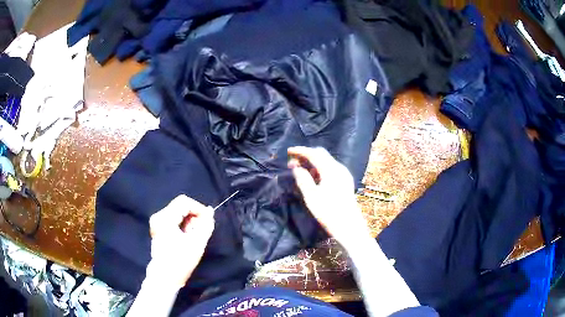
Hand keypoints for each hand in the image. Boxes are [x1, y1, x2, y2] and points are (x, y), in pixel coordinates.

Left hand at [146, 195, 214, 288]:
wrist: (165, 277)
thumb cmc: (181, 261)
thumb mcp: (197, 243)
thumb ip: (205, 225)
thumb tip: (210, 211)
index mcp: (165, 218)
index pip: (184, 202)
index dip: (198, 208)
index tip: (207, 221)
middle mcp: (158, 216)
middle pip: (180, 205)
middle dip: (194, 215)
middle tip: (200, 231)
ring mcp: (157, 221)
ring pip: (178, 211)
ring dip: (189, 220)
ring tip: (194, 235)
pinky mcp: (158, 227)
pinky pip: (174, 218)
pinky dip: (183, 223)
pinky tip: (187, 235)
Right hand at [288, 146, 371, 248]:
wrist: (349, 226)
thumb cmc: (329, 212)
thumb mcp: (311, 197)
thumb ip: (303, 179)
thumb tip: (296, 168)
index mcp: (331, 170)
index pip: (314, 153)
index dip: (300, 151)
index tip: (288, 151)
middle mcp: (339, 168)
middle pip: (321, 154)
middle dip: (306, 156)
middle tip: (292, 163)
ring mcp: (344, 174)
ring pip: (326, 161)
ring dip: (312, 162)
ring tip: (300, 171)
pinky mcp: (345, 181)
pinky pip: (330, 168)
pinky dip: (319, 168)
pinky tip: (312, 177)